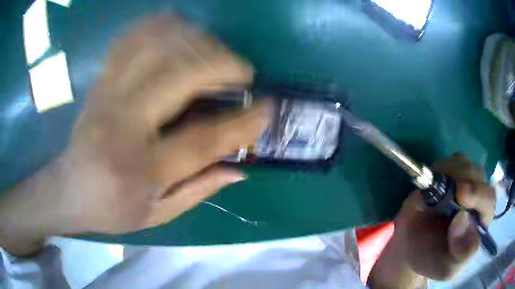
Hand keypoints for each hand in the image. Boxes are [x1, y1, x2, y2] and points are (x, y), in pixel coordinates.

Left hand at [0, 15, 269, 255]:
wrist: (68, 190)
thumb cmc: (111, 209)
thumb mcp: (157, 215)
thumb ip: (199, 190)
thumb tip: (240, 169)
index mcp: (140, 169)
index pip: (201, 140)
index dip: (242, 123)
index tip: (268, 109)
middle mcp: (122, 124)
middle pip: (178, 74)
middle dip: (221, 64)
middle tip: (242, 71)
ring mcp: (106, 94)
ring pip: (156, 45)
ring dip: (195, 40)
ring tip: (214, 51)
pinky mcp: (100, 81)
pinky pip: (130, 39)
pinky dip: (159, 27)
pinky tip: (178, 32)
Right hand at [369, 153, 495, 287]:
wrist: (411, 248)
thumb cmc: (432, 260)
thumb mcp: (447, 269)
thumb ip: (461, 253)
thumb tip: (462, 219)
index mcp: (481, 222)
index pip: (489, 202)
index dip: (480, 195)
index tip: (462, 195)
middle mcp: (476, 199)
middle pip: (480, 176)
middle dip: (467, 177)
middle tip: (452, 186)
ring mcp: (462, 184)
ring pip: (466, 164)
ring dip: (454, 169)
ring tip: (437, 185)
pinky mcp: (447, 176)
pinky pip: (450, 162)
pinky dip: (443, 166)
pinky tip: (435, 179)